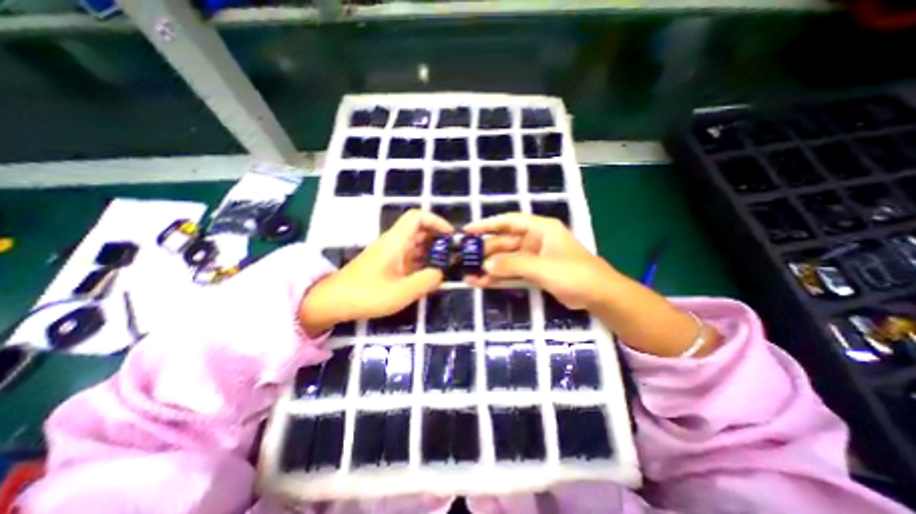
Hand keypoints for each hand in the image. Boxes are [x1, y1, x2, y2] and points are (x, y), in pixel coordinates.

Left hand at [300, 208, 451, 334]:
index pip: (417, 217)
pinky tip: (430, 274)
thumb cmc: (366, 295)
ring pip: (415, 243)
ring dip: (431, 250)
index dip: (436, 221)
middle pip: (419, 229)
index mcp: (396, 242)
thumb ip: (426, 281)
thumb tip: (441, 273)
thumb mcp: (401, 292)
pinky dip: (422, 261)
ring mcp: (389, 253)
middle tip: (453, 253)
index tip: (450, 236)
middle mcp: (393, 243)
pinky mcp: (387, 263)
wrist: (333, 302)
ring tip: (446, 264)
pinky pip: (409, 256)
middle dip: (438, 237)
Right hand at [467, 212, 622, 308]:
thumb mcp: (542, 267)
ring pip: (506, 259)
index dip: (487, 224)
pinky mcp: (533, 272)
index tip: (468, 230)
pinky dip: (498, 277)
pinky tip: (482, 282)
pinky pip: (511, 272)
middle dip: (485, 251)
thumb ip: (513, 264)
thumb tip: (485, 264)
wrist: (598, 296)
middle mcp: (534, 240)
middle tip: (465, 259)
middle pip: (504, 242)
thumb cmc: (574, 273)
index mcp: (540, 229)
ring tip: (468, 274)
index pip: (509, 221)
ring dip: (489, 266)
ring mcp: (533, 257)